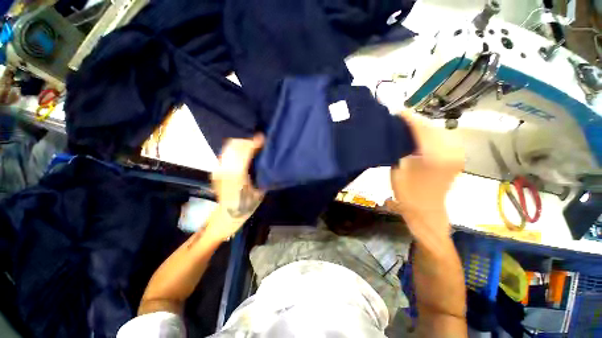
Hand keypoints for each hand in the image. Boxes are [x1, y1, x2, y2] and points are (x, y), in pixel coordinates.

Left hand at [205, 134, 264, 241]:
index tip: (263, 138)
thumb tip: (266, 158)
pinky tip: (244, 154)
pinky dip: (235, 149)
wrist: (228, 215)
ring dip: (241, 144)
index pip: (244, 150)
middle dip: (247, 141)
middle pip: (234, 145)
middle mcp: (224, 168)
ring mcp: (218, 168)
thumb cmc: (247, 204)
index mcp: (237, 173)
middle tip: (259, 143)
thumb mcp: (260, 189)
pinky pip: (226, 153)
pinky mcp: (216, 170)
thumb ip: (261, 171)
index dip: (254, 142)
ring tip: (252, 146)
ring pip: (229, 147)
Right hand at [387, 111, 463, 239]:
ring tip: (407, 127)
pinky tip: (418, 137)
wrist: (426, 210)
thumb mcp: (399, 167)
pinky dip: (429, 135)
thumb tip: (398, 132)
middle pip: (432, 128)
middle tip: (399, 120)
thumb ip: (401, 147)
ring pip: (438, 132)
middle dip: (415, 122)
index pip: (421, 128)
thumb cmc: (408, 192)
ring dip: (422, 128)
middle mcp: (451, 151)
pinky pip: (442, 139)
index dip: (409, 118)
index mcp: (435, 155)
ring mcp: (457, 154)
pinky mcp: (456, 157)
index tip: (397, 111)